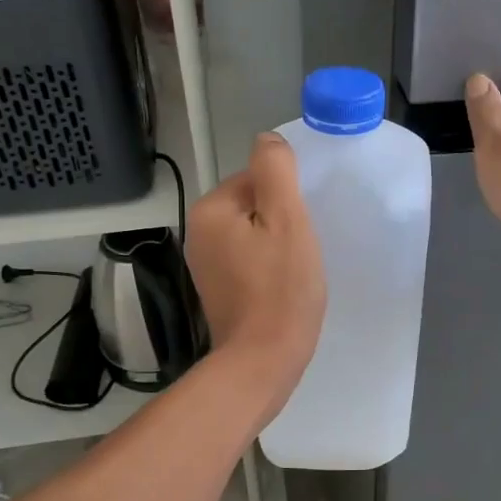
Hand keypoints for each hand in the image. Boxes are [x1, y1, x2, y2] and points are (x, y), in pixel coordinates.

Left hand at [186, 133, 326, 414]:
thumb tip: (267, 139)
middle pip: (254, 206)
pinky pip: (249, 261)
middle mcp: (198, 232)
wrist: (262, 361)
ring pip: (253, 234)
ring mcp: (205, 264)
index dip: (288, 200)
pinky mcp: (218, 290)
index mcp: (211, 209)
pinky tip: (282, 287)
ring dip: (277, 245)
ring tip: (295, 271)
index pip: (258, 179)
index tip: (301, 229)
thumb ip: (275, 170)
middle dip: (282, 222)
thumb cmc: (281, 289)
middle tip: (301, 252)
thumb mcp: (287, 219)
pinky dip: (268, 268)